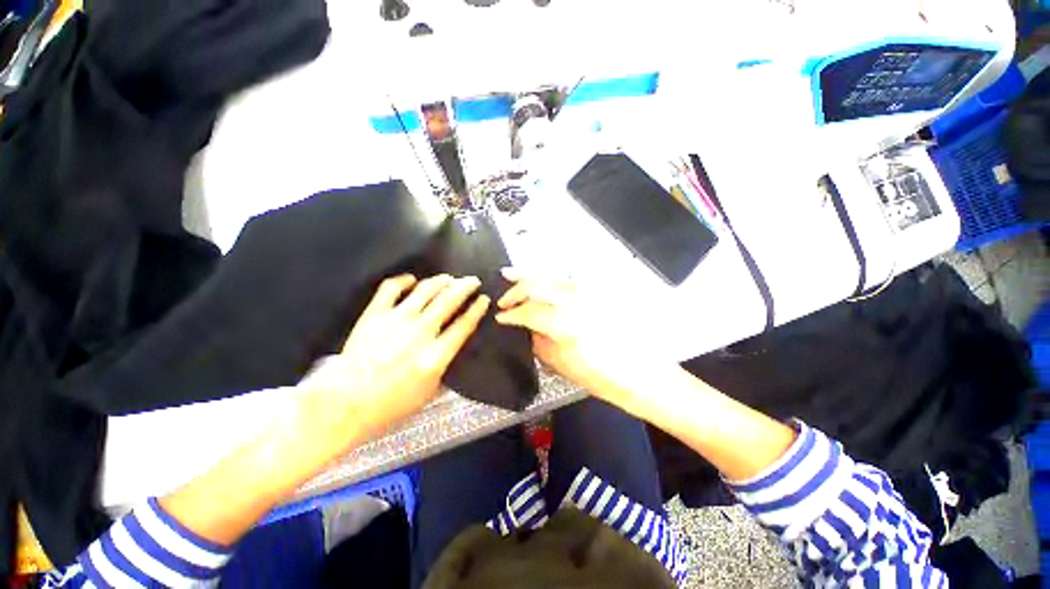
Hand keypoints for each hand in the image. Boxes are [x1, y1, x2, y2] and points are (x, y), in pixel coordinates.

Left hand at [300, 274, 488, 441]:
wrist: (345, 404)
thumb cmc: (390, 405)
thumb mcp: (429, 394)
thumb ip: (445, 368)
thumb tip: (453, 348)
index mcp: (436, 355)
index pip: (464, 324)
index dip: (477, 309)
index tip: (484, 299)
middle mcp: (420, 332)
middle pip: (449, 300)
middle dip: (465, 286)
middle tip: (473, 280)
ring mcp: (396, 320)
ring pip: (425, 290)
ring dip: (441, 280)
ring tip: (449, 278)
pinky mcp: (374, 315)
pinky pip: (391, 288)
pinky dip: (404, 280)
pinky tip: (412, 279)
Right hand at [495, 269, 661, 405]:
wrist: (640, 372)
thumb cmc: (600, 376)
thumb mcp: (561, 363)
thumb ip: (538, 340)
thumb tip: (525, 326)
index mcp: (563, 322)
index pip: (527, 311)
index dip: (510, 314)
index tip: (499, 317)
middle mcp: (574, 300)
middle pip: (535, 286)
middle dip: (514, 290)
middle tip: (502, 299)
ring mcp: (588, 292)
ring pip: (550, 277)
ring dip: (529, 276)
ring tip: (510, 275)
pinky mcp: (597, 291)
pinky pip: (565, 280)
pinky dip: (548, 279)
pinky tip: (539, 282)